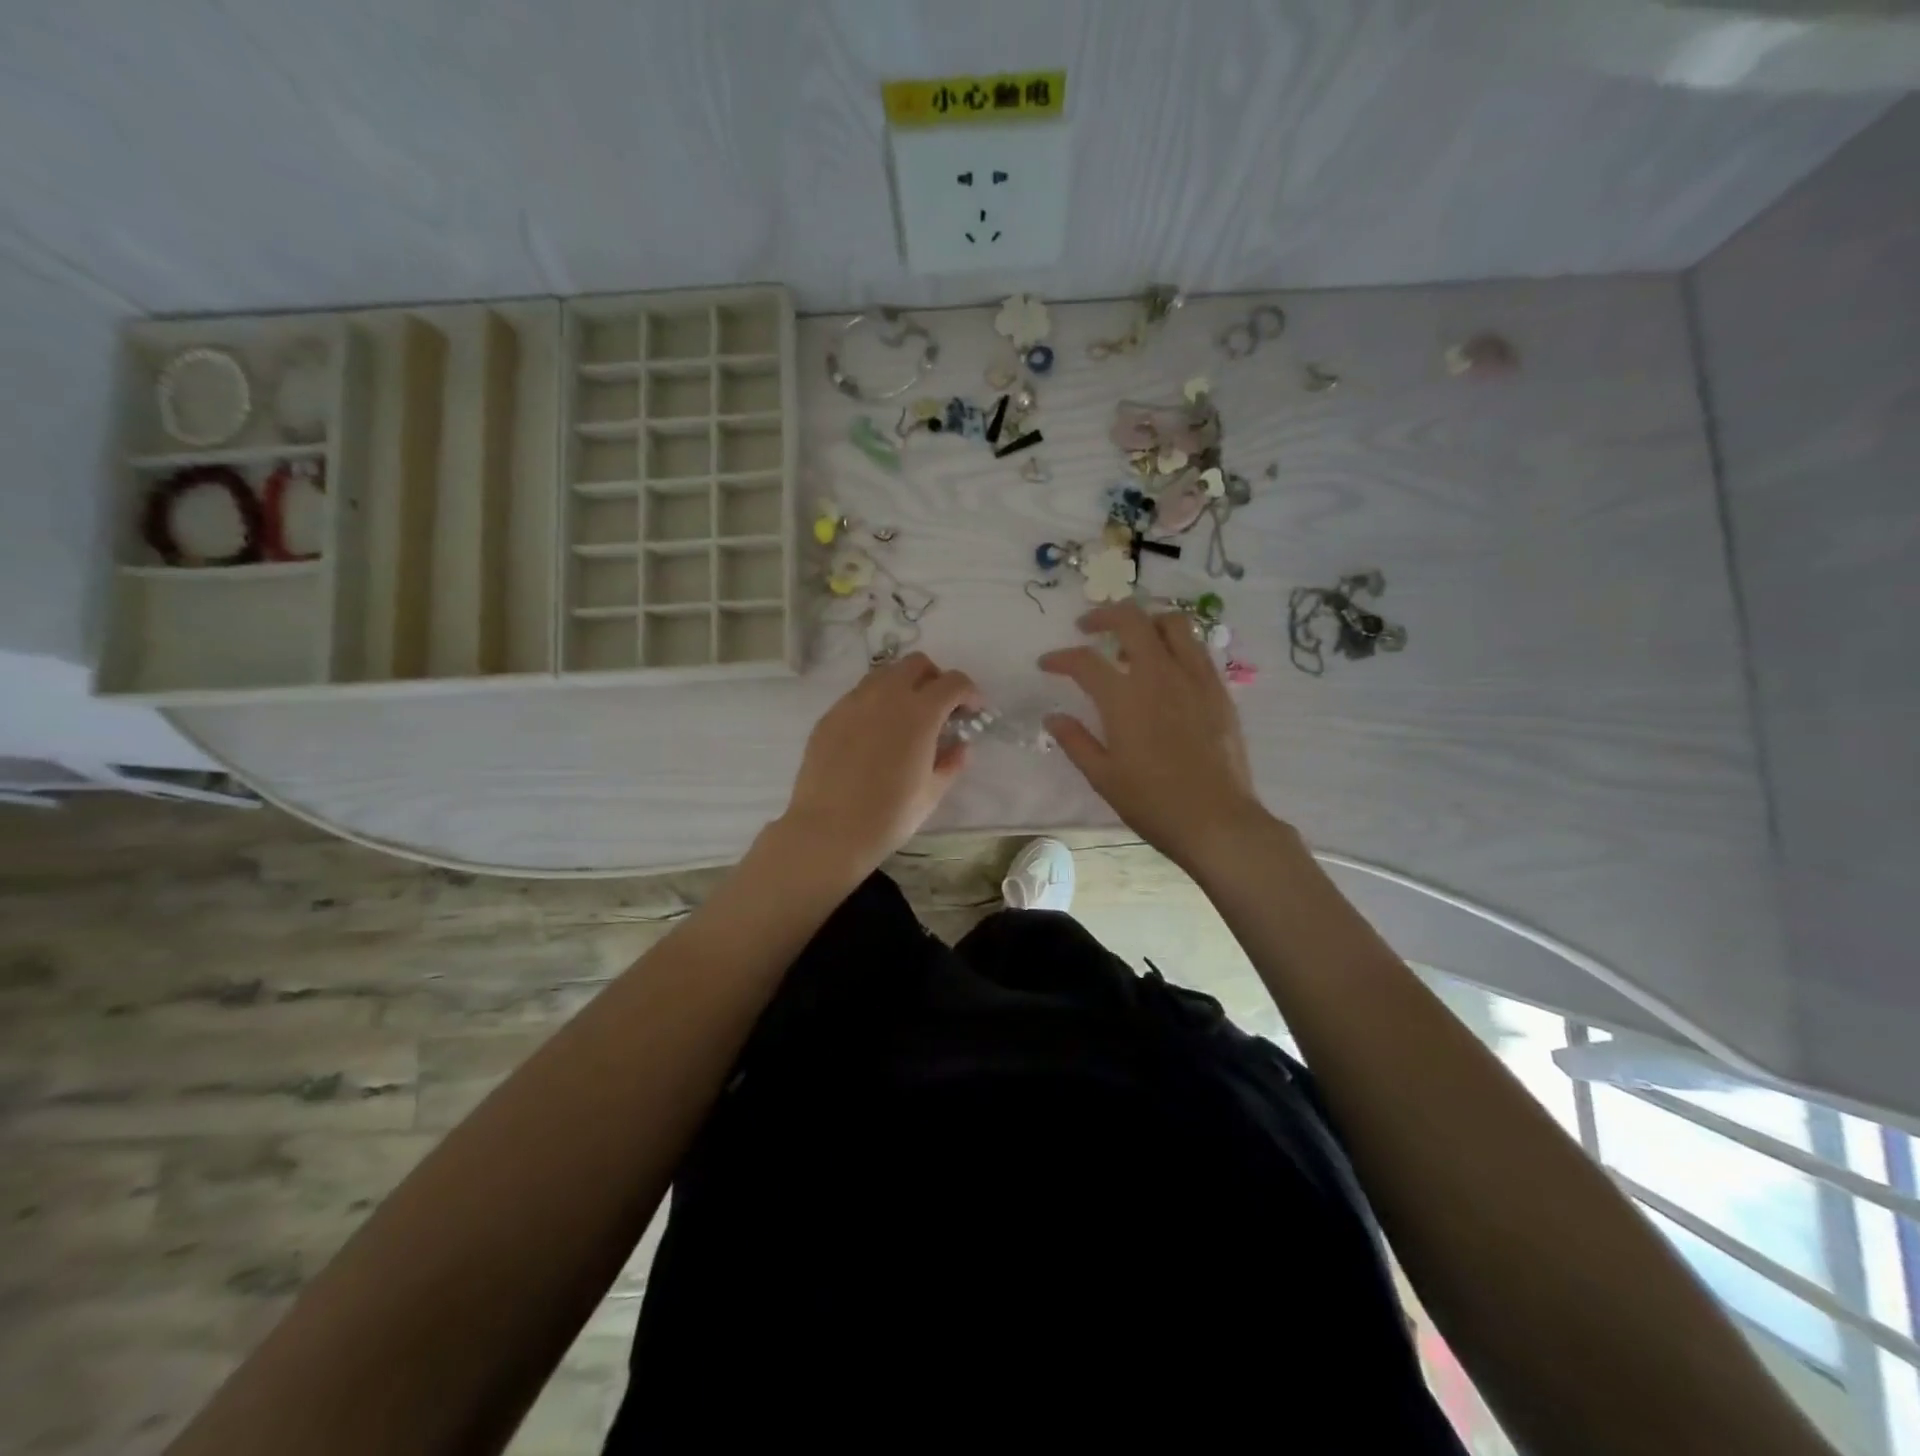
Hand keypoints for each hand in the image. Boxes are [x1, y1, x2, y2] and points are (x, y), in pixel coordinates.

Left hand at [777, 652, 980, 875]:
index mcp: (919, 713)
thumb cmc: (888, 815)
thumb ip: (951, 763)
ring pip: (884, 674)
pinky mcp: (830, 716)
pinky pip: (859, 695)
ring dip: (903, 686)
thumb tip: (960, 746)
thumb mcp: (931, 793)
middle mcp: (886, 696)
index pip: (953, 682)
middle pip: (916, 664)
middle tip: (939, 709)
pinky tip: (873, 735)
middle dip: (934, 679)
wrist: (828, 831)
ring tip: (905, 718)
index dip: (969, 693)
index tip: (972, 712)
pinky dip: (875, 703)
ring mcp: (853, 702)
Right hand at [1040, 603, 1267, 869]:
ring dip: (1146, 622)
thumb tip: (1052, 717)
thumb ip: (1075, 741)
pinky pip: (1197, 648)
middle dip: (1103, 616)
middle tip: (1088, 628)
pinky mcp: (1218, 689)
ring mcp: (1194, 678)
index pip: (1084, 661)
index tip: (1047, 663)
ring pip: (1172, 623)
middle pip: (1131, 620)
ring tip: (1132, 642)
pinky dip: (1175, 644)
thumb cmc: (1153, 802)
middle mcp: (1159, 675)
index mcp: (1124, 698)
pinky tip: (1166, 666)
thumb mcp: (1103, 776)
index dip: (1060, 658)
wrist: (1217, 820)